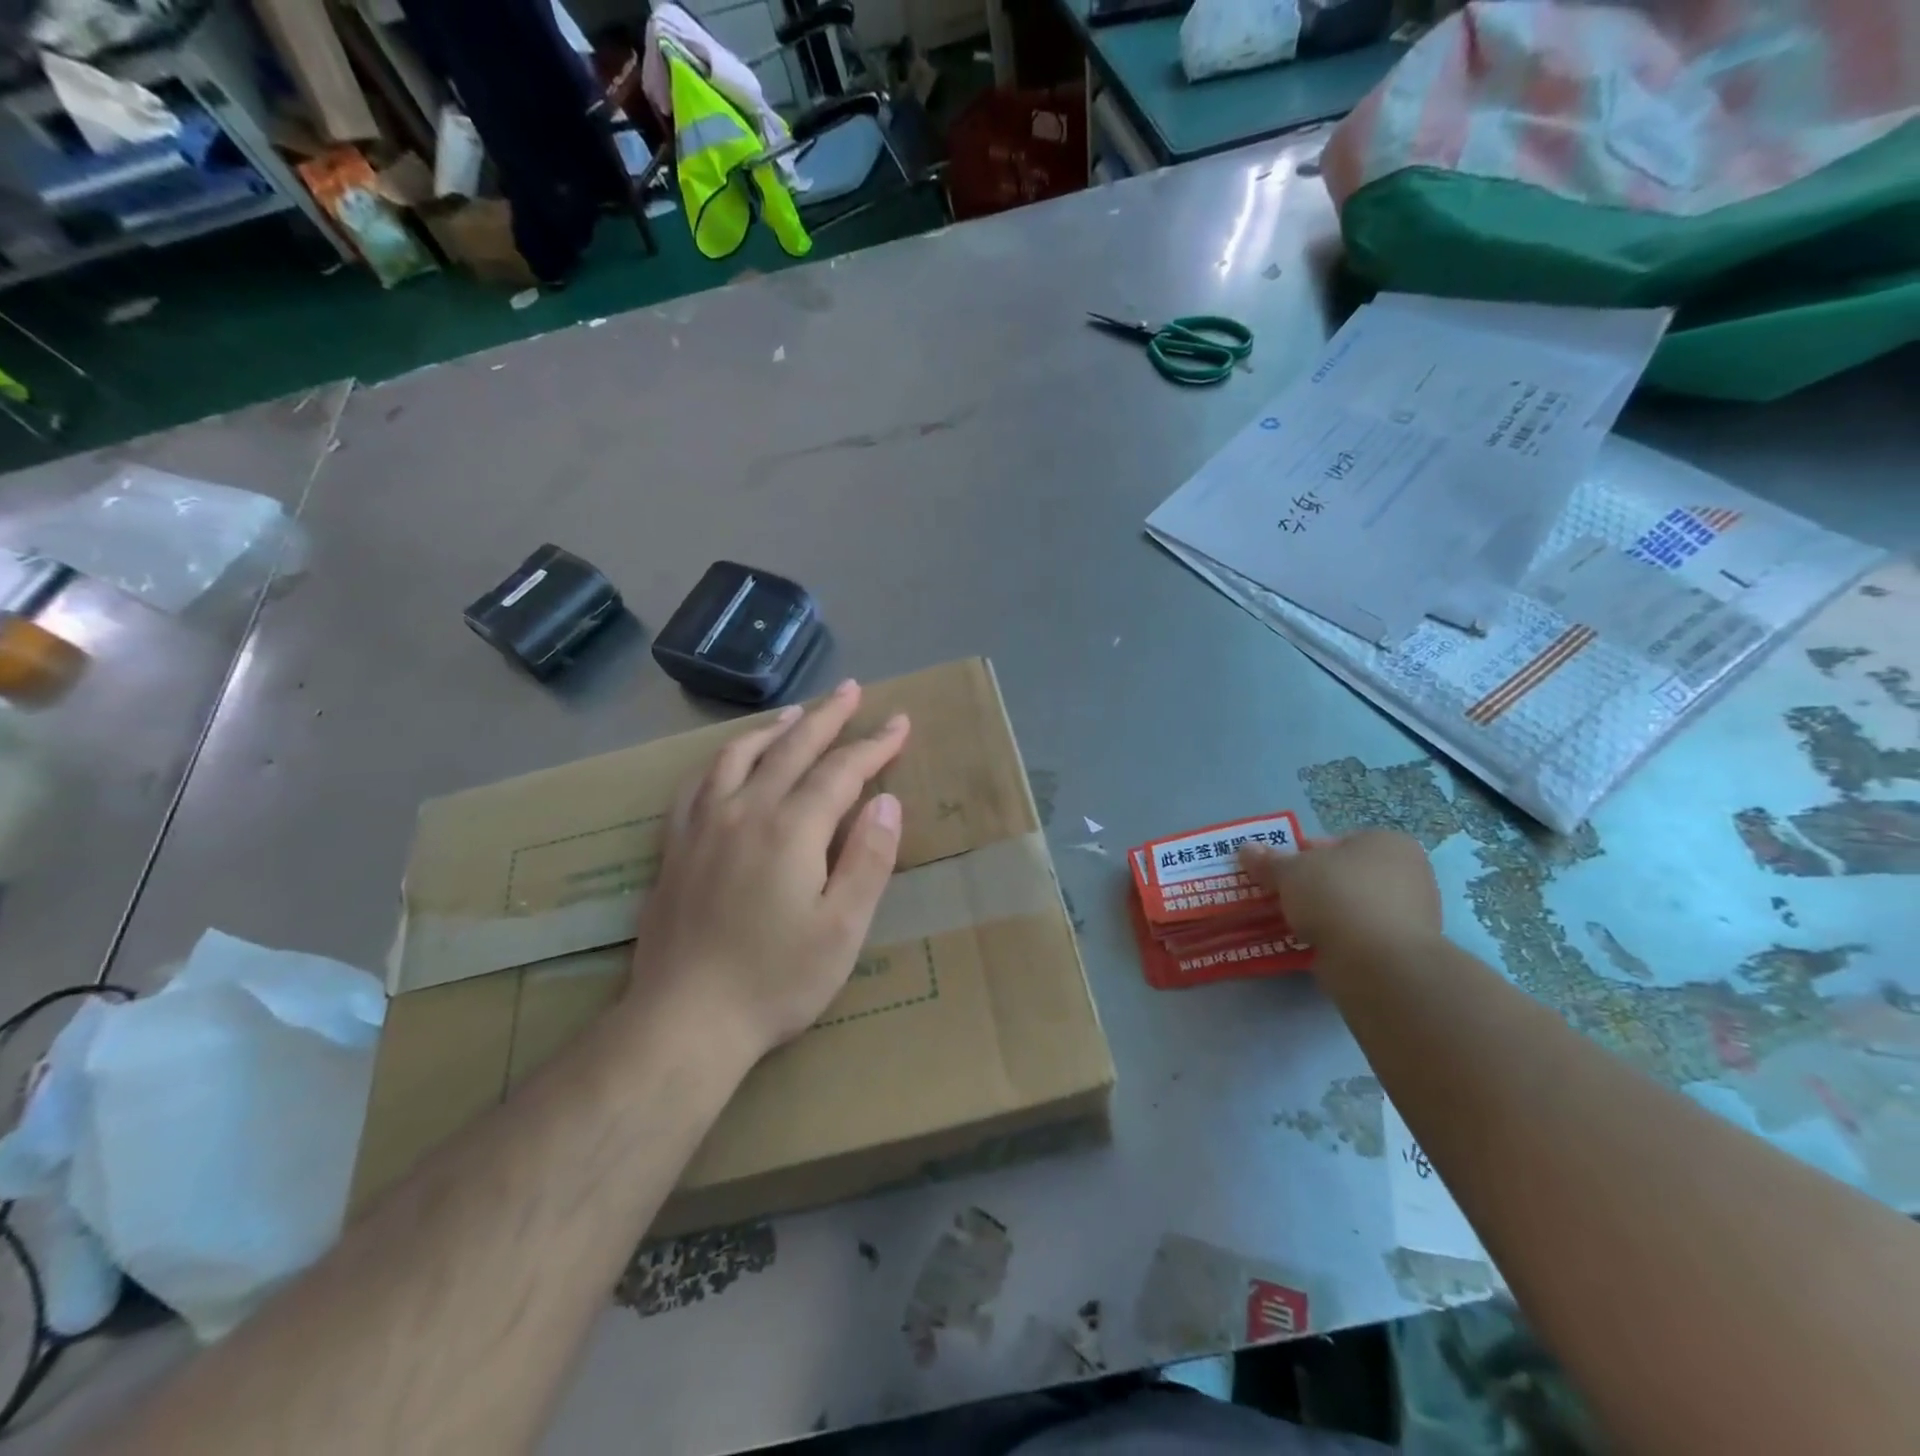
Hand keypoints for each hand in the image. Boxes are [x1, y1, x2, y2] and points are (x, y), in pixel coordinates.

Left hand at [628, 678, 909, 1060]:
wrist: (684, 1021)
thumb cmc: (776, 980)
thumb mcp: (842, 929)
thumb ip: (868, 859)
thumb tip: (886, 802)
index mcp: (791, 829)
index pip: (841, 770)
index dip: (874, 745)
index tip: (899, 723)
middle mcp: (745, 811)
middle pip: (791, 748)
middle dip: (827, 716)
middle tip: (852, 689)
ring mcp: (703, 825)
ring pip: (740, 755)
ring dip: (775, 727)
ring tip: (797, 712)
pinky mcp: (675, 846)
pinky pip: (698, 782)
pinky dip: (722, 758)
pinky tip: (730, 758)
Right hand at [1239, 830, 1440, 960]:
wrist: (1378, 961)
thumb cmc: (1336, 896)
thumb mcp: (1290, 871)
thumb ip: (1269, 861)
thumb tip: (1246, 849)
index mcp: (1387, 842)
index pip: (1336, 842)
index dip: (1303, 855)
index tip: (1282, 874)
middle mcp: (1409, 872)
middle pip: (1345, 874)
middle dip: (1314, 886)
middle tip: (1284, 899)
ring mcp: (1413, 913)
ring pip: (1352, 906)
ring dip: (1325, 914)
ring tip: (1294, 925)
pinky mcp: (1405, 948)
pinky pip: (1362, 934)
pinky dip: (1340, 938)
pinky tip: (1316, 945)